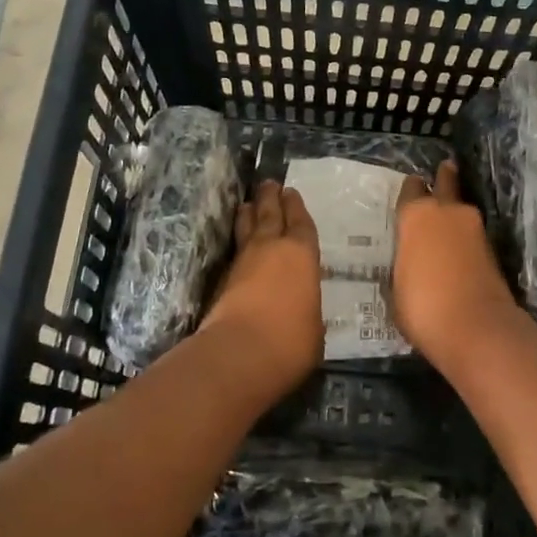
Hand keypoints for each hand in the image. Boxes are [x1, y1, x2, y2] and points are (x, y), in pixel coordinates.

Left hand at [202, 180, 323, 385]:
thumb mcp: (315, 327)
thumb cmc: (291, 340)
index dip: (296, 207)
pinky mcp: (221, 280)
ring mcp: (243, 262)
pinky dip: (237, 241)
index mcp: (302, 255)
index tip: (291, 192)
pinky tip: (237, 242)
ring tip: (247, 202)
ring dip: (248, 213)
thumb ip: (309, 310)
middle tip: (269, 183)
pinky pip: (234, 250)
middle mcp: (272, 248)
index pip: (301, 223)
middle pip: (270, 214)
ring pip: (246, 227)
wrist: (240, 352)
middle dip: (270, 197)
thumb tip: (303, 313)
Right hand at [392, 160, 522, 368]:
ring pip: (462, 210)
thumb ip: (403, 265)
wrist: (477, 329)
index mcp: (416, 216)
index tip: (410, 190)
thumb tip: (410, 262)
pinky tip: (458, 251)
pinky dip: (466, 239)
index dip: (411, 191)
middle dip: (444, 178)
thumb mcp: (396, 289)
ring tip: (447, 221)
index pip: (411, 189)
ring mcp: (475, 229)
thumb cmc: (422, 307)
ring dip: (456, 214)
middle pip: (446, 182)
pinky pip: (473, 236)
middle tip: (444, 170)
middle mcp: (447, 212)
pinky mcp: (493, 250)